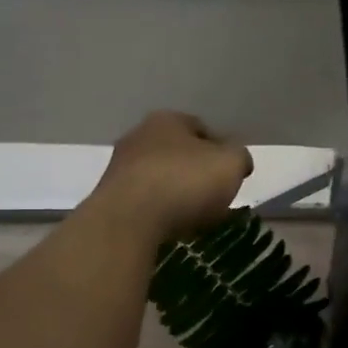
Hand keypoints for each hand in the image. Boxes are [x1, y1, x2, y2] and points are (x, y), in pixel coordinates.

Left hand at [88, 111, 252, 244]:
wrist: (127, 221)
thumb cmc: (184, 182)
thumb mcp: (230, 164)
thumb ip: (239, 158)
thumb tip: (237, 161)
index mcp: (167, 120)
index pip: (202, 129)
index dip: (221, 150)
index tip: (232, 174)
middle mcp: (138, 136)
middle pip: (177, 153)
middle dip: (195, 172)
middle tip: (215, 196)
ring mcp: (119, 168)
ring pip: (159, 178)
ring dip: (175, 193)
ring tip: (194, 217)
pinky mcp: (108, 198)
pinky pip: (144, 202)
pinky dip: (158, 211)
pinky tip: (169, 227)